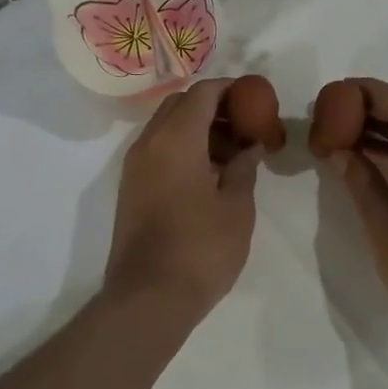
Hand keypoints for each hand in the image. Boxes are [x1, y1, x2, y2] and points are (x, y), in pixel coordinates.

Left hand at [103, 78, 263, 323]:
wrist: (149, 298)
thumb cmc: (201, 248)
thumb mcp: (237, 206)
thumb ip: (245, 167)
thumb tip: (250, 146)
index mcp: (176, 139)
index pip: (202, 93)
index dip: (231, 90)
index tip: (256, 100)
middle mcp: (148, 144)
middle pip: (180, 105)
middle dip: (213, 107)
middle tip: (245, 126)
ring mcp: (135, 167)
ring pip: (167, 127)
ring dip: (198, 129)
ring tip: (234, 154)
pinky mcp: (131, 188)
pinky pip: (158, 150)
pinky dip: (184, 148)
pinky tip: (211, 174)